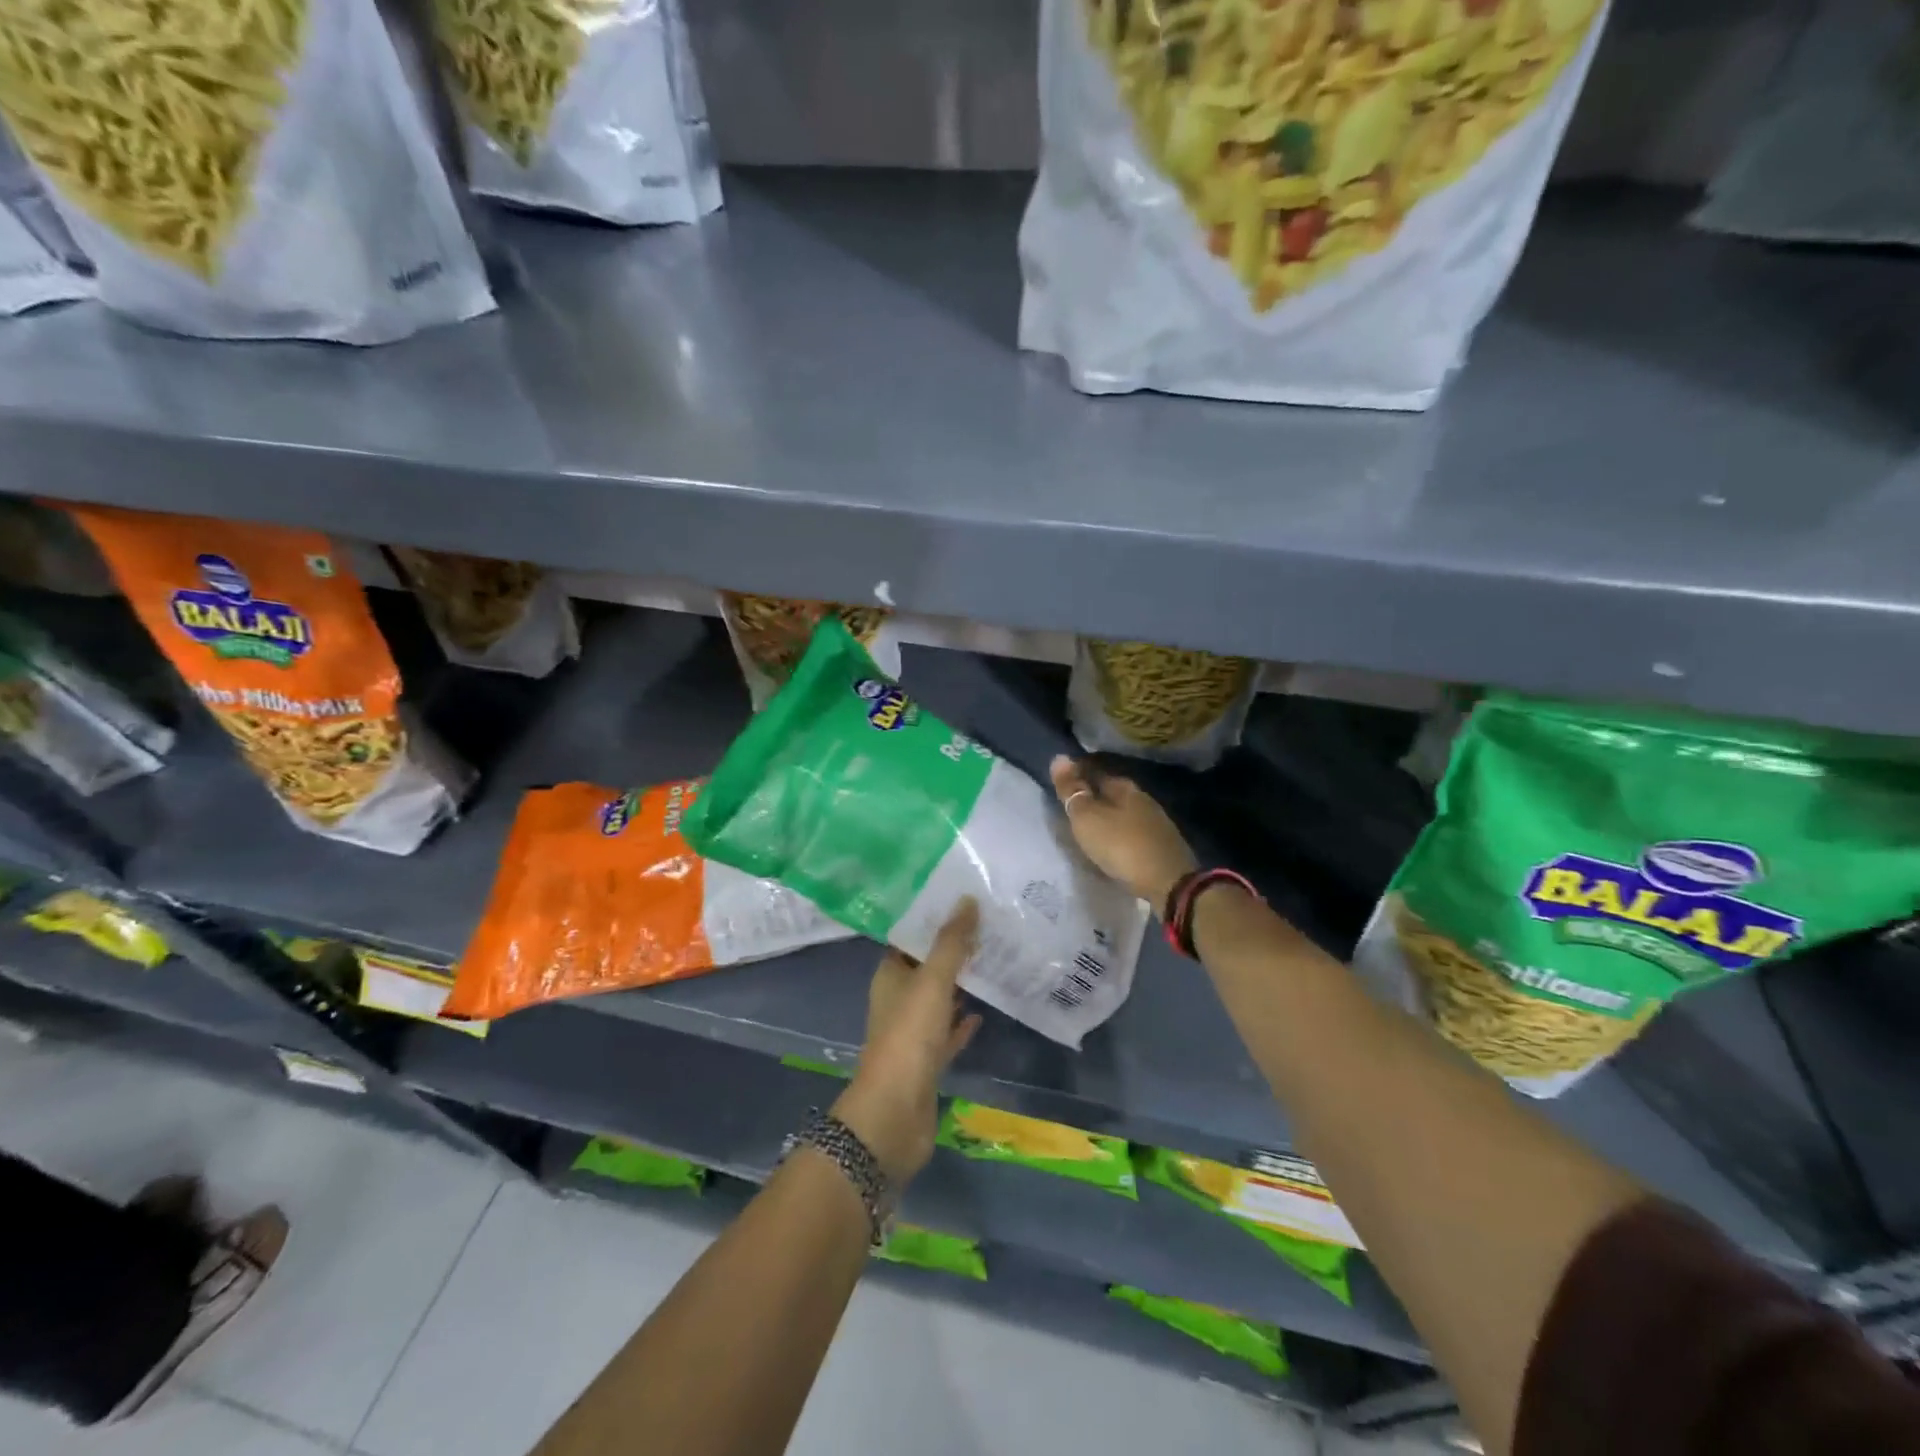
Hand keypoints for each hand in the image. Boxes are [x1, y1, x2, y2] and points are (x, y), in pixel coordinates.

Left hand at [833, 900, 983, 1184]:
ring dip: (960, 985)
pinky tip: (985, 1010)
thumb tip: (967, 899)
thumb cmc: (908, 1037)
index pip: (910, 939)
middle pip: (926, 968)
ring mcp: (912, 1033)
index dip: (933, 921)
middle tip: (989, 927)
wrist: (895, 1113)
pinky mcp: (928, 1061)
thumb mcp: (932, 982)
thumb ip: (950, 943)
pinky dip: (963, 1022)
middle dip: (952, 951)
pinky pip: (948, 1033)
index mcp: (890, 976)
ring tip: (993, 962)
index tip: (964, 903)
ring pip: (939, 1000)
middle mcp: (898, 1000)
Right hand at [1050, 755, 1196, 913]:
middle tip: (1071, 807)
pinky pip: (1133, 832)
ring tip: (1089, 828)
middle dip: (1093, 796)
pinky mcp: (1164, 845)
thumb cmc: (1122, 846)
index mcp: (1125, 787)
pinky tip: (1113, 845)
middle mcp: (1144, 799)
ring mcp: (1157, 822)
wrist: (1170, 883)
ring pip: (1124, 812)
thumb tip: (1059, 757)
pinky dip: (1120, 834)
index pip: (1096, 771)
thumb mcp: (1087, 818)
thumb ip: (1072, 790)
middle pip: (1112, 792)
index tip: (1061, 783)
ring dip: (1107, 817)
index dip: (1077, 774)